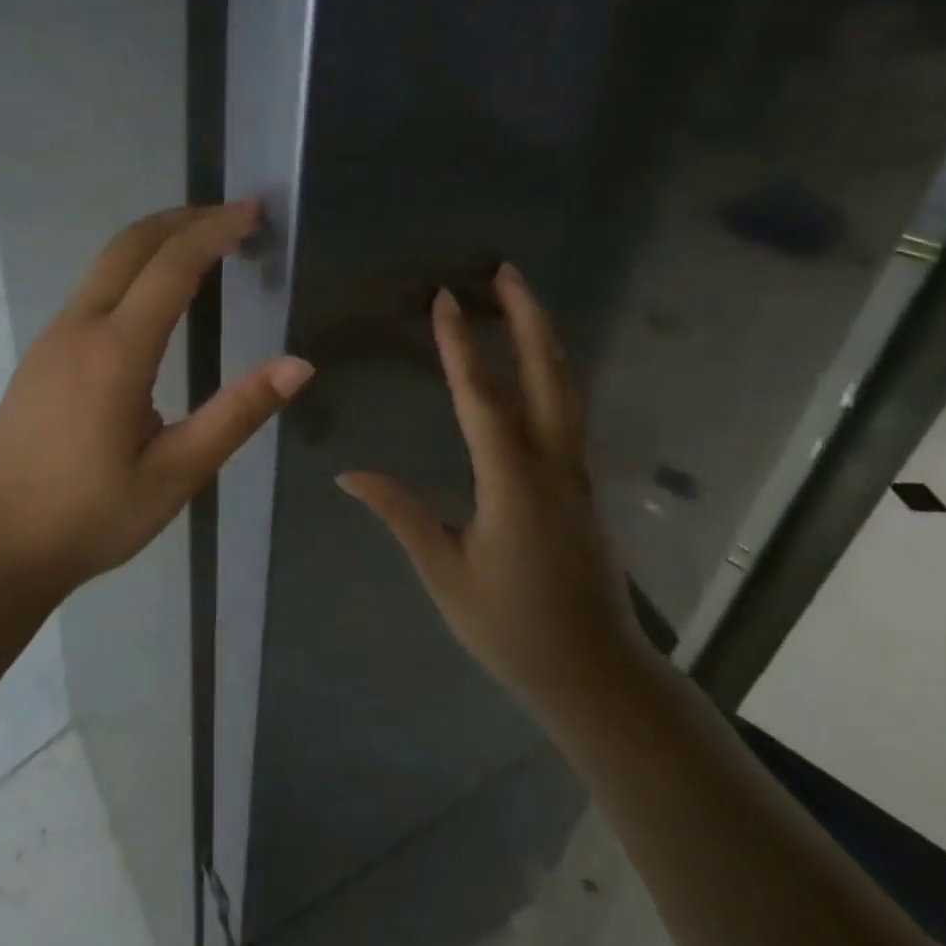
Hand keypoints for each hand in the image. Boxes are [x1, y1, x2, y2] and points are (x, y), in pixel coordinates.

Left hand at [0, 202, 312, 609]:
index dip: (215, 230)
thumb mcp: (177, 474)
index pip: (172, 267)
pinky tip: (155, 300)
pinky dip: (131, 272)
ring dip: (155, 243)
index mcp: (115, 353)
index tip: (254, 212)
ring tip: (204, 248)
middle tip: (233, 217)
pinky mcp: (39, 356)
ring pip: (105, 265)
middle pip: (129, 245)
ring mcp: (51, 340)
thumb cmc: (93, 517)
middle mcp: (78, 329)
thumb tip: (298, 365)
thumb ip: (237, 414)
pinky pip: (91, 292)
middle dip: (183, 219)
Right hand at [337, 265, 650, 723]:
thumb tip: (349, 474)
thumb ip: (401, 514)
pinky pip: (569, 414)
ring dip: (544, 340)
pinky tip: (537, 369)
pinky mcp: (584, 488)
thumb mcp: (444, 572)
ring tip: (522, 303)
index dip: (461, 346)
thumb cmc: (512, 626)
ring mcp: (577, 475)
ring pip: (566, 391)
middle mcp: (552, 466)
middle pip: (546, 375)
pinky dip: (553, 375)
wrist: (595, 674)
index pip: (481, 399)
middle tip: (507, 271)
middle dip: (527, 318)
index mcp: (513, 483)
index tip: (446, 299)